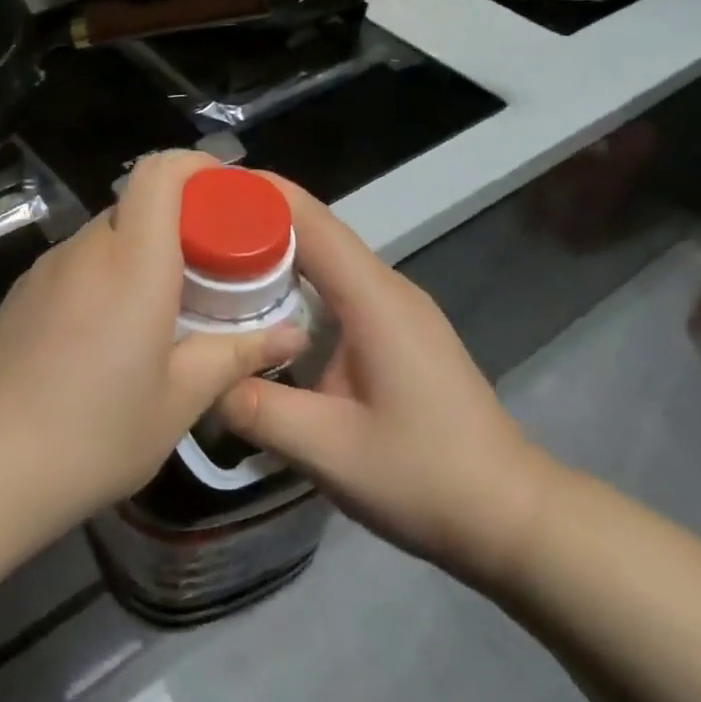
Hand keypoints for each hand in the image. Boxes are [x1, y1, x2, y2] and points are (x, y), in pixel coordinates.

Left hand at [0, 151, 305, 522]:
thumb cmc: (96, 431)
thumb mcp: (180, 400)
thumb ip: (237, 355)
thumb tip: (292, 335)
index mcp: (133, 261)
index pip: (159, 173)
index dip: (195, 167)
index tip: (226, 193)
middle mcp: (86, 249)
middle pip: (136, 204)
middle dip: (177, 221)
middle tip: (209, 268)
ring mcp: (46, 268)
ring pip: (105, 235)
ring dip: (139, 252)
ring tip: (163, 307)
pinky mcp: (21, 293)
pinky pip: (76, 264)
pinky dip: (104, 275)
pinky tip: (109, 333)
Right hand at [217, 177, 559, 588]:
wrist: (511, 515)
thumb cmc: (425, 477)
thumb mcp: (328, 450)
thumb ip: (255, 407)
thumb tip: (197, 378)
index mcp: (373, 299)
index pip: (309, 220)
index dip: (256, 195)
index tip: (201, 186)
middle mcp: (386, 288)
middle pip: (314, 230)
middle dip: (252, 219)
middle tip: (189, 226)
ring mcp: (396, 308)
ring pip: (324, 257)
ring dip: (271, 249)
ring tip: (212, 256)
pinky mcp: (396, 330)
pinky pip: (335, 285)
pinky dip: (293, 280)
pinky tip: (260, 304)